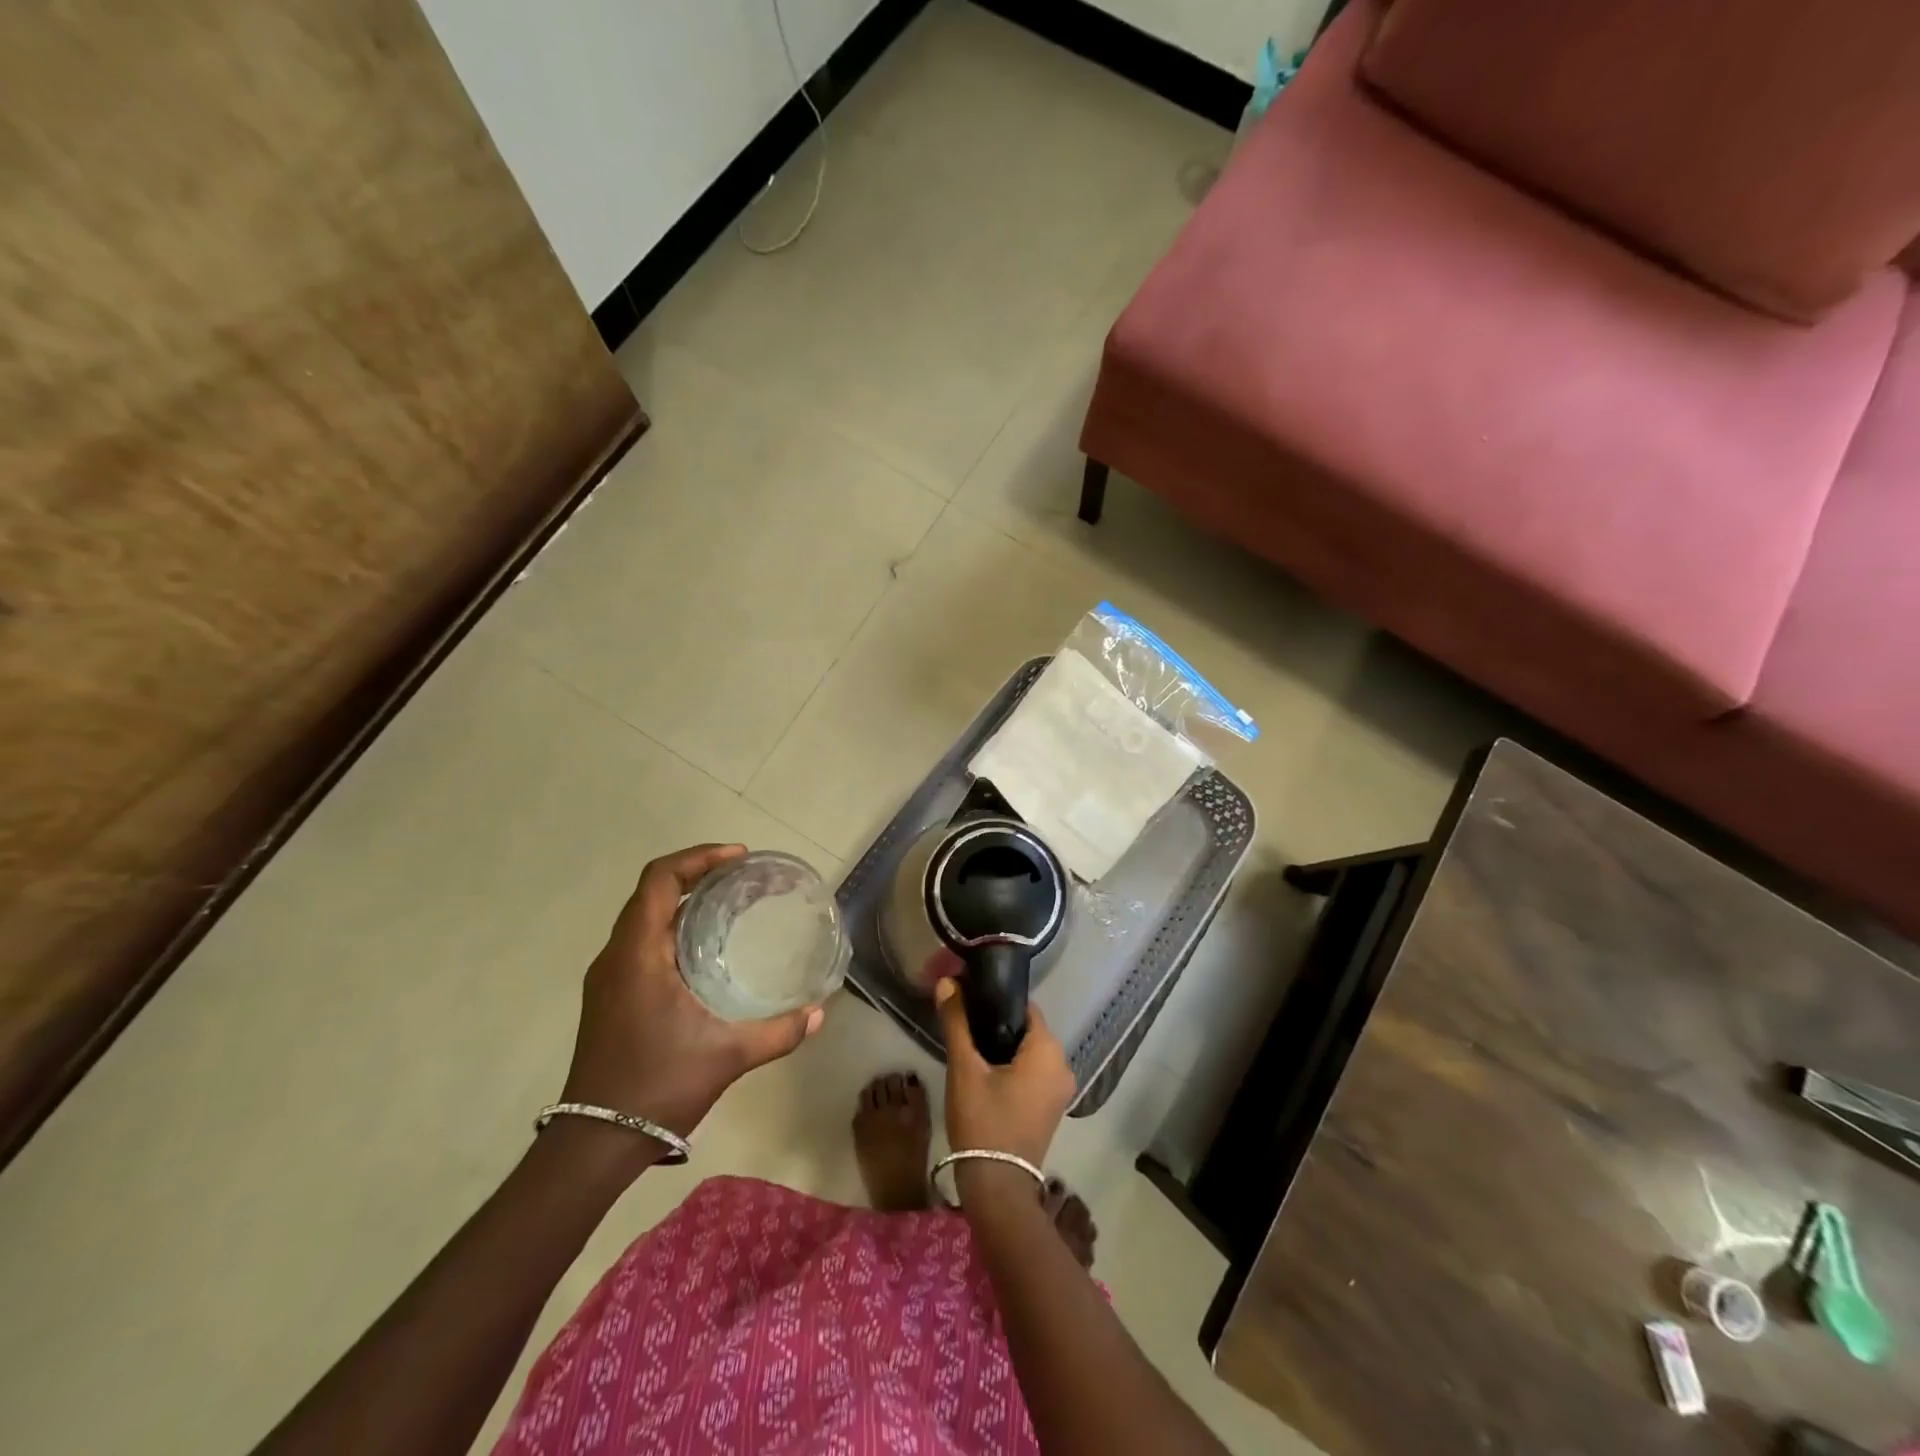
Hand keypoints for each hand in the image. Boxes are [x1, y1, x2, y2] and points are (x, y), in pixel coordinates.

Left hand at [560, 843, 824, 1137]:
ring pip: (643, 917)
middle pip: (652, 892)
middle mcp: (616, 956)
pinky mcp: (608, 996)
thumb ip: (778, 1032)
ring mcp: (608, 978)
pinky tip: (703, 950)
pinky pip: (639, 941)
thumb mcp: (728, 1056)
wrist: (595, 1142)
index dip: (698, 858)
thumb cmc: (659, 1086)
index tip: (738, 857)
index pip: (660, 880)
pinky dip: (671, 928)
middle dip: (696, 874)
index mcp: (638, 954)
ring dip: (682, 901)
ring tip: (728, 905)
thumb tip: (819, 1013)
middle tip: (741, 877)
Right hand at [935, 976, 1074, 1170]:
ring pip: (1029, 1052)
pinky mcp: (1052, 1108)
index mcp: (1049, 1050)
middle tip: (965, 1026)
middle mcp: (1063, 1065)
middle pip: (1027, 1029)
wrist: (997, 1187)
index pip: (1024, 1007)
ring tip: (971, 1048)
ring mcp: (1060, 1090)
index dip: (996, 1000)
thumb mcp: (965, 1068)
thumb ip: (957, 1022)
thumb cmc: (983, 1121)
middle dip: (997, 1024)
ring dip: (1003, 1047)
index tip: (970, 1001)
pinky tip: (986, 1073)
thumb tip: (947, 982)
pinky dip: (1013, 1068)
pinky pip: (1033, 1073)